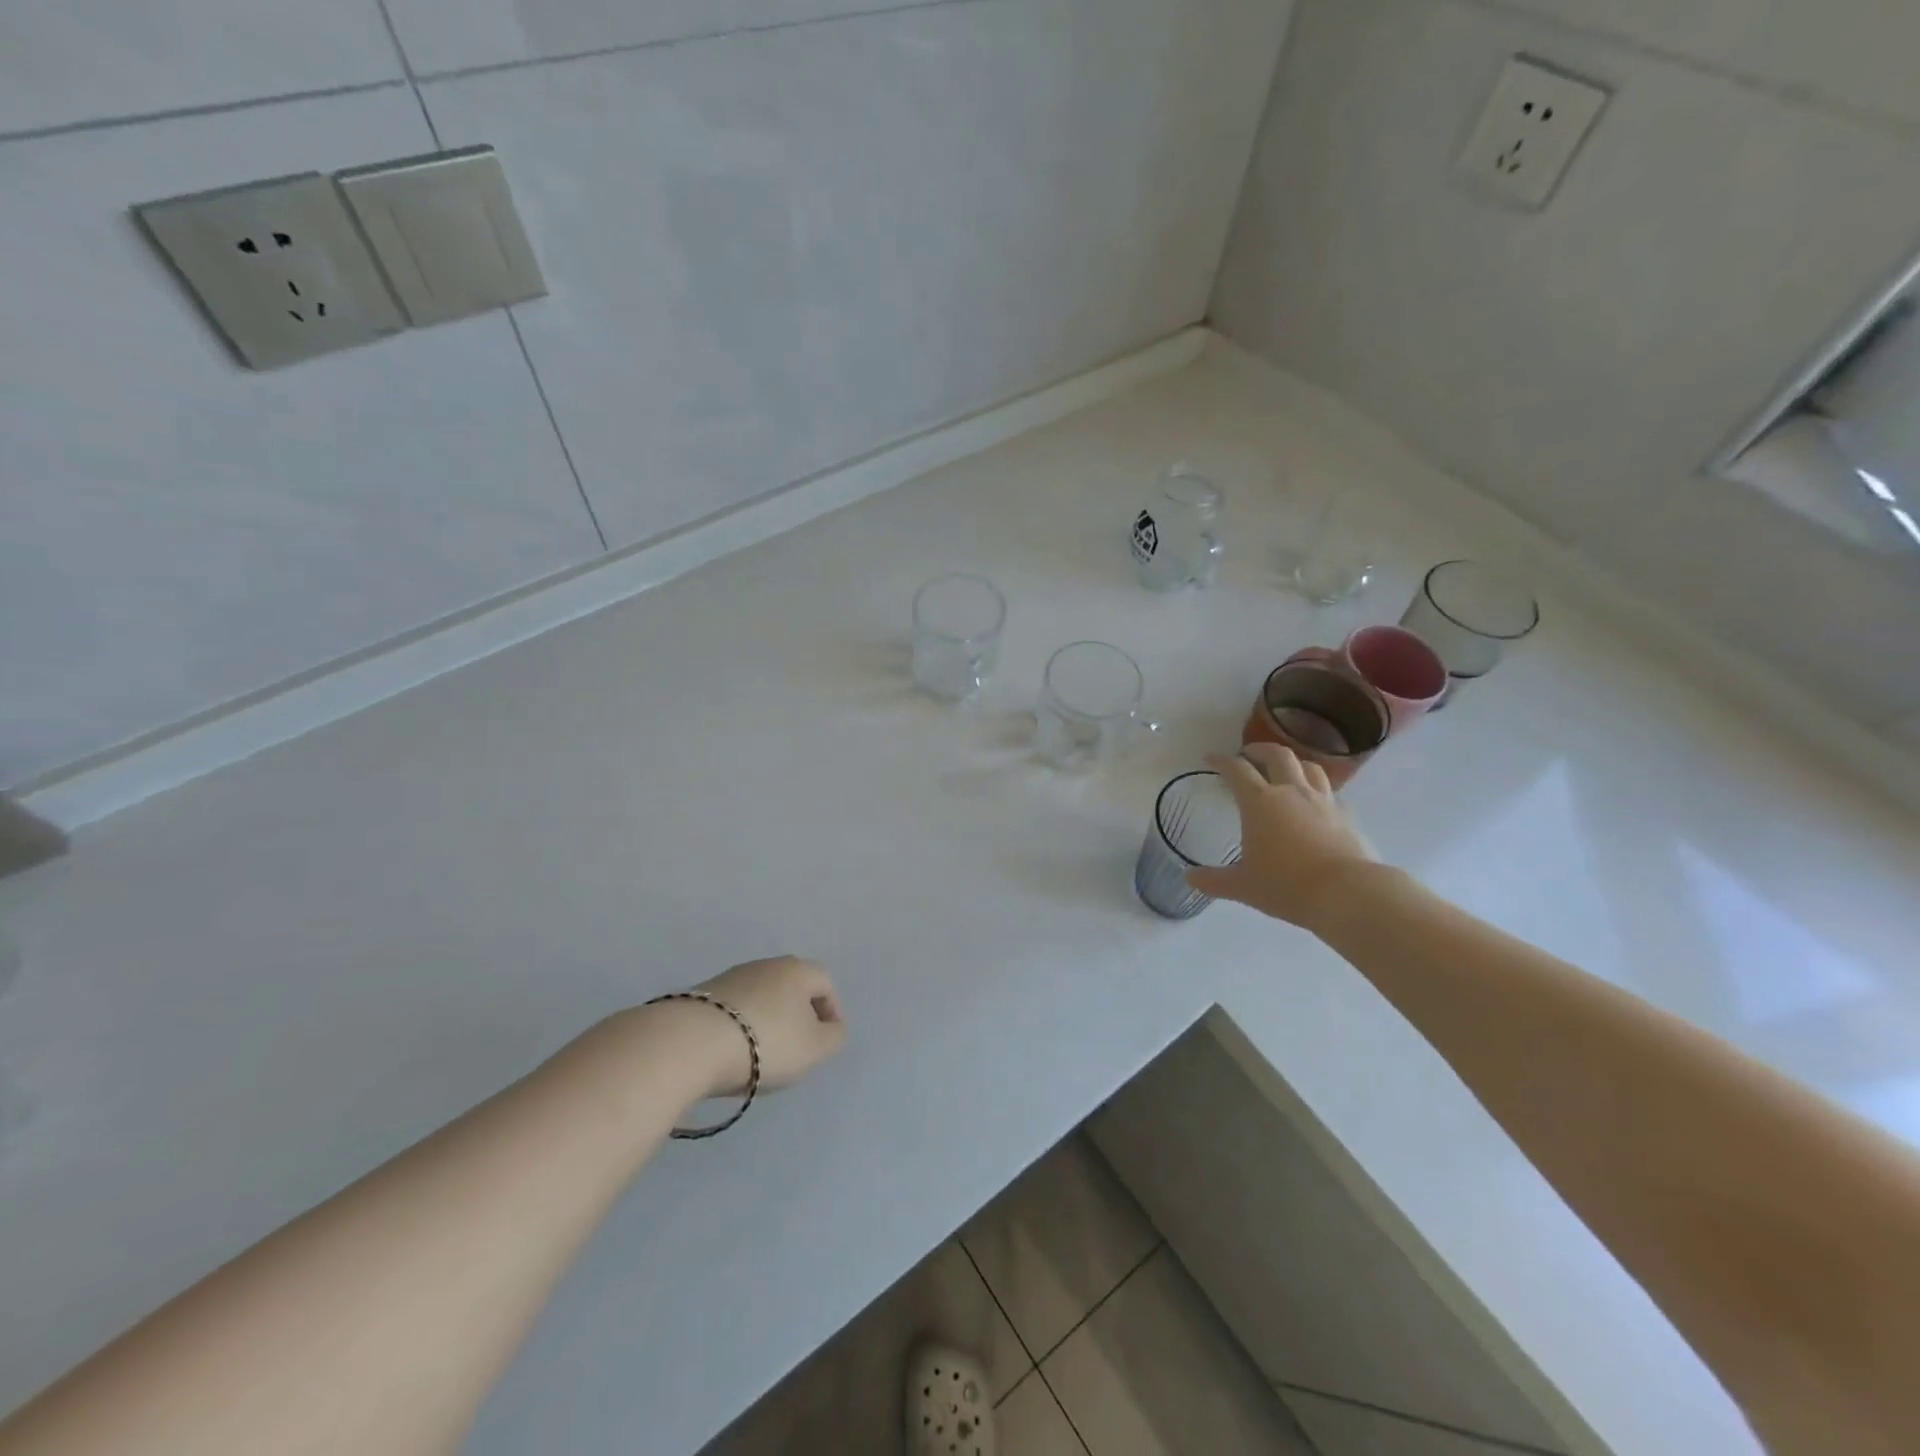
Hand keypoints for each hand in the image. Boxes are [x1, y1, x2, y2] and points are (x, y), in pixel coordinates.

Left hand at [689, 956, 846, 1097]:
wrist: (690, 1044)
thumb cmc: (766, 1042)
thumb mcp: (815, 1048)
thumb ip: (834, 1037)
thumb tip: (832, 1027)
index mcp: (798, 969)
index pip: (825, 983)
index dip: (831, 1012)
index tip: (825, 1042)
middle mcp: (766, 965)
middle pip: (792, 988)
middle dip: (798, 1016)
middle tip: (796, 1049)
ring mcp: (731, 977)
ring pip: (761, 998)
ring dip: (767, 1021)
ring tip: (761, 1055)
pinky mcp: (701, 996)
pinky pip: (734, 1010)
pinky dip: (740, 1027)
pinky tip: (732, 1052)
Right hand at [1186, 745, 1378, 928]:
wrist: (1348, 893)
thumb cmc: (1287, 886)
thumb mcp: (1243, 886)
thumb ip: (1214, 880)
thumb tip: (1189, 878)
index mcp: (1260, 802)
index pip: (1237, 770)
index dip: (1221, 760)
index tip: (1210, 758)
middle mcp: (1291, 792)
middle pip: (1278, 755)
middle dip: (1260, 749)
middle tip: (1249, 754)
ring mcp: (1323, 801)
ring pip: (1310, 767)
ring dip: (1294, 763)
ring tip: (1286, 770)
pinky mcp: (1347, 816)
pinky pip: (1331, 794)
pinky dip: (1319, 792)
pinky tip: (1316, 805)